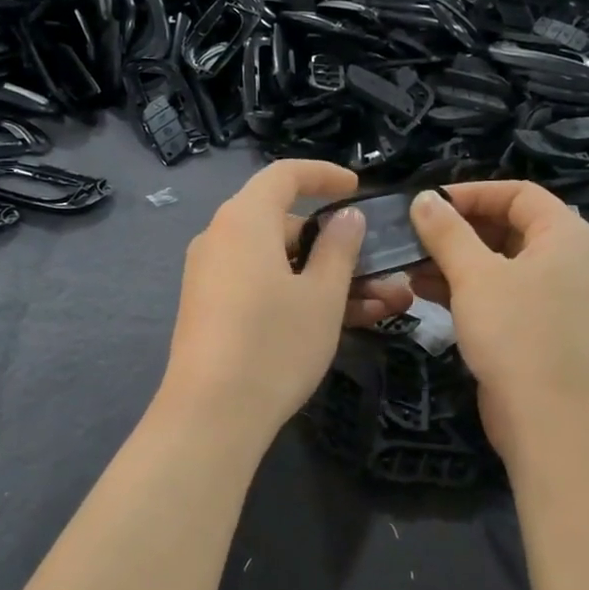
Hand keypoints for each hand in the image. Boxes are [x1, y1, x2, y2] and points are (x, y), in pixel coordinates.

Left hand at [157, 161, 413, 442]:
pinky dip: (296, 295)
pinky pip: (260, 286)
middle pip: (283, 224)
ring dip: (325, 278)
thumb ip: (339, 248)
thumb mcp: (322, 295)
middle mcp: (220, 239)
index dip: (324, 175)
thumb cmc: (275, 343)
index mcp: (244, 219)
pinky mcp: (210, 310)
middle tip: (377, 271)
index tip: (357, 189)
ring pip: (277, 262)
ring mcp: (211, 276)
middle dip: (335, 245)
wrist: (211, 414)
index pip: (285, 175)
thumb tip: (346, 218)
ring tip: (378, 305)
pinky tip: (338, 322)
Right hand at [407, 182, 588, 459]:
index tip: (425, 204)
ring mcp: (550, 297)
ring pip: (496, 264)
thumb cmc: (518, 334)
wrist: (553, 421)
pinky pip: (496, 295)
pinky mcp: (533, 329)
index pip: (517, 193)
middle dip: (456, 230)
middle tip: (410, 237)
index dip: (471, 193)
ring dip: (453, 262)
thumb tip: (422, 199)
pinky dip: (463, 290)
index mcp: (563, 234)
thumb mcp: (476, 276)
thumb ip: (447, 233)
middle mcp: (563, 259)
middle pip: (506, 227)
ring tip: (407, 266)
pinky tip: (422, 292)